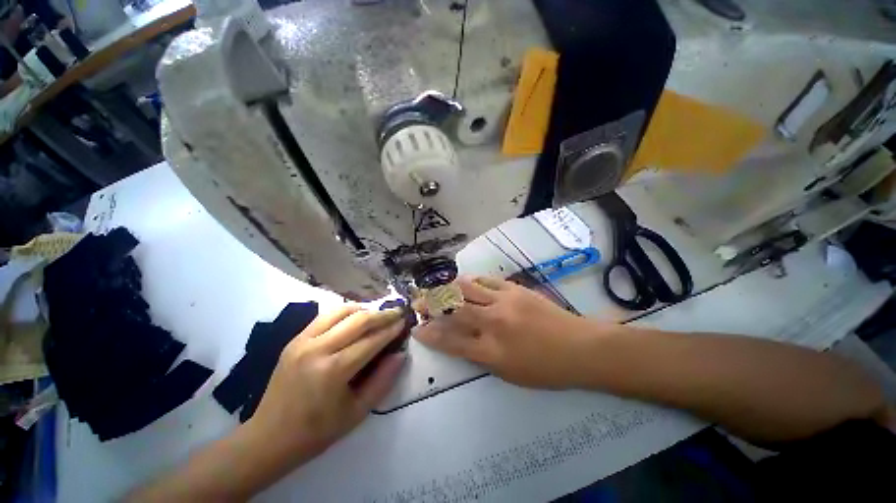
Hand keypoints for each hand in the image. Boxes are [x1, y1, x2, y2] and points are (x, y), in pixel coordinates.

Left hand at [246, 305, 406, 462]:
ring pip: (341, 311)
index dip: (391, 330)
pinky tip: (354, 318)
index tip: (404, 322)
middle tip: (397, 313)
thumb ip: (383, 381)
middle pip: (358, 320)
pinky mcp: (294, 339)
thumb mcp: (357, 413)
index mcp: (333, 371)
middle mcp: (318, 349)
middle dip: (382, 314)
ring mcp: (303, 341)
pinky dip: (344, 312)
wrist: (268, 438)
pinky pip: (325, 316)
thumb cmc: (316, 431)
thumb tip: (400, 355)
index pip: (371, 341)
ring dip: (364, 309)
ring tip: (377, 314)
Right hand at [414, 276, 603, 388]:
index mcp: (492, 351)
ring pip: (467, 289)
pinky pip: (486, 280)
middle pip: (454, 309)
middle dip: (431, 305)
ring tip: (435, 288)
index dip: (431, 335)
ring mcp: (504, 301)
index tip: (417, 329)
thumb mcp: (508, 373)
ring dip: (447, 288)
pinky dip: (471, 281)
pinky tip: (464, 282)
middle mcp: (493, 322)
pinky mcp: (514, 288)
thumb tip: (457, 341)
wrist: (579, 347)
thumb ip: (479, 355)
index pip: (451, 341)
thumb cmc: (545, 368)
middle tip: (418, 302)